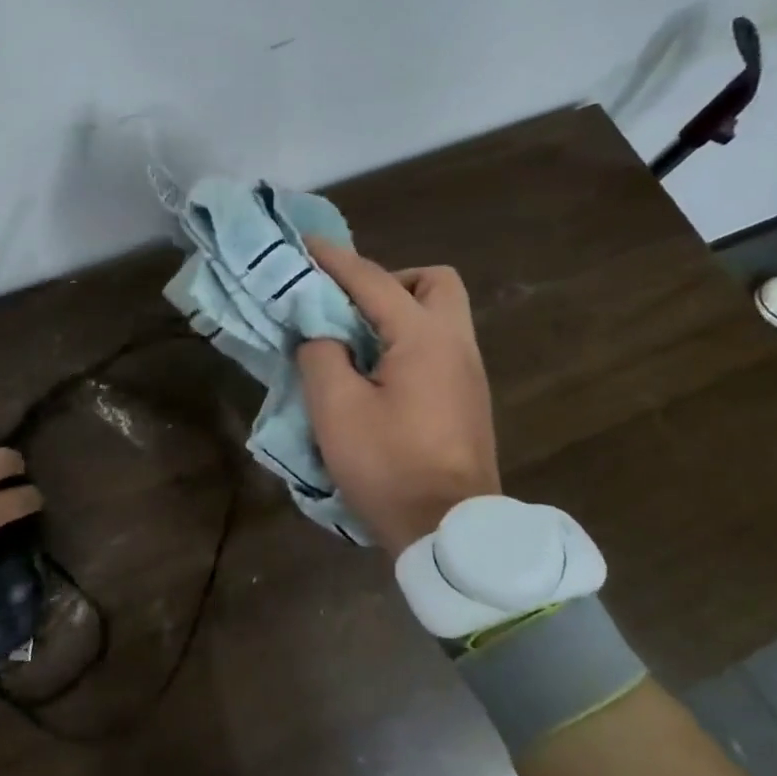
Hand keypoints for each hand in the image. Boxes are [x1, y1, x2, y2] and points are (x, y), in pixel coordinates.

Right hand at [296, 238, 500, 555]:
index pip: (373, 281)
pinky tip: (379, 375)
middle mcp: (456, 345)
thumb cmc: (389, 466)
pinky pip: (439, 348)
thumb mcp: (336, 408)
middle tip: (351, 307)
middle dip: (391, 281)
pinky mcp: (468, 401)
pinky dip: (408, 343)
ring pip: (442, 316)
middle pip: (435, 283)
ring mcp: (469, 374)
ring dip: (400, 313)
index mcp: (424, 338)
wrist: (449, 531)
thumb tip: (323, 337)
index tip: (307, 244)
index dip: (336, 260)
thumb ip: (322, 355)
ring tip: (358, 342)